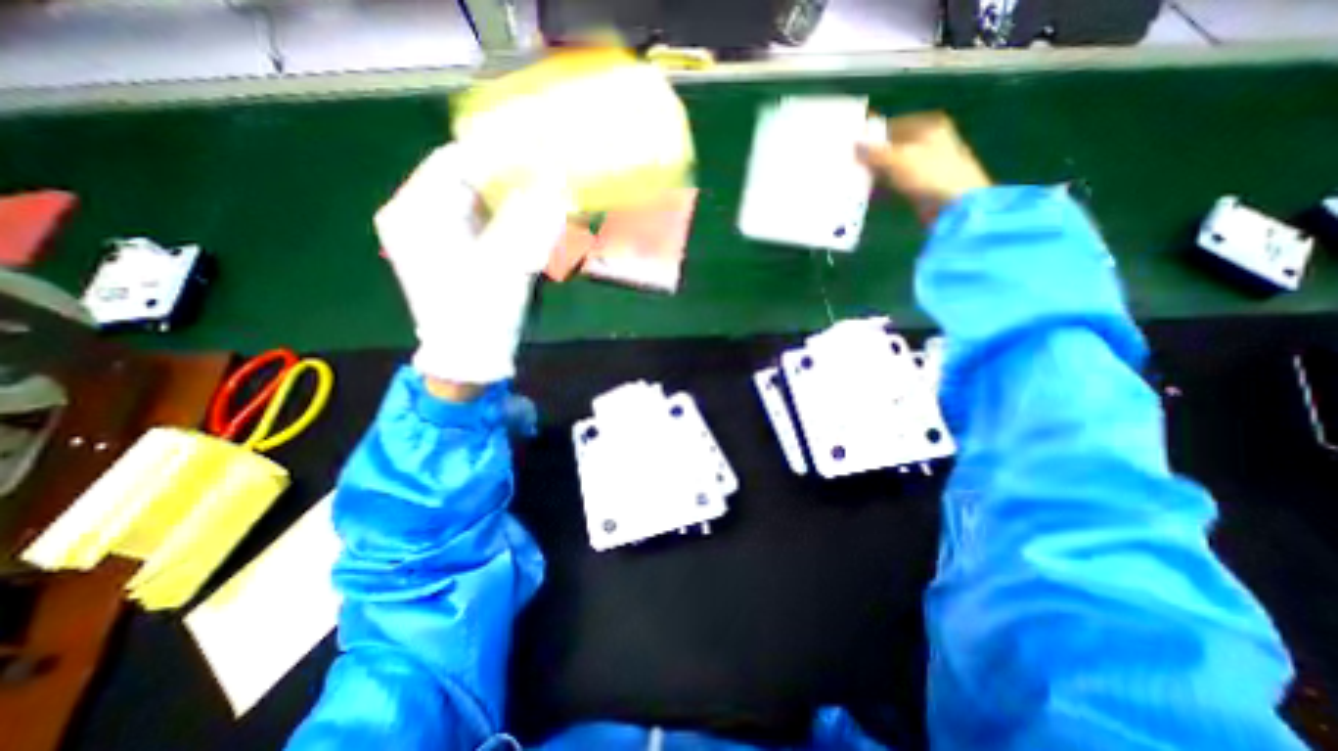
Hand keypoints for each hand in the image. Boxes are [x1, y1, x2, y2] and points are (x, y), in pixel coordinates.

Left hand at [371, 141, 572, 399]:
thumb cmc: (480, 313)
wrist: (466, 359)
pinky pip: (475, 220)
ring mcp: (428, 234)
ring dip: (507, 198)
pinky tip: (525, 223)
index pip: (455, 163)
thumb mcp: (508, 263)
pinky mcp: (445, 250)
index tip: (537, 156)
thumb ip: (531, 220)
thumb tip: (557, 186)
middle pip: (462, 179)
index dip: (498, 156)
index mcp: (416, 214)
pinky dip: (502, 217)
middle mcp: (413, 216)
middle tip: (544, 178)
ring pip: (471, 199)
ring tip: (540, 199)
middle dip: (506, 178)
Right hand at [858, 108, 991, 222]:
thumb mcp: (899, 159)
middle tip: (847, 163)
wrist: (955, 205)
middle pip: (890, 146)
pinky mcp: (918, 184)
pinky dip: (880, 185)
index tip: (849, 146)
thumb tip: (853, 144)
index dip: (870, 136)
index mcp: (927, 126)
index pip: (891, 126)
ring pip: (890, 165)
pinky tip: (866, 191)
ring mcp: (922, 164)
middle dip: (870, 156)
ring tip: (851, 178)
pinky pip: (893, 181)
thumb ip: (875, 152)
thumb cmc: (931, 174)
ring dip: (873, 172)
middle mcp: (926, 141)